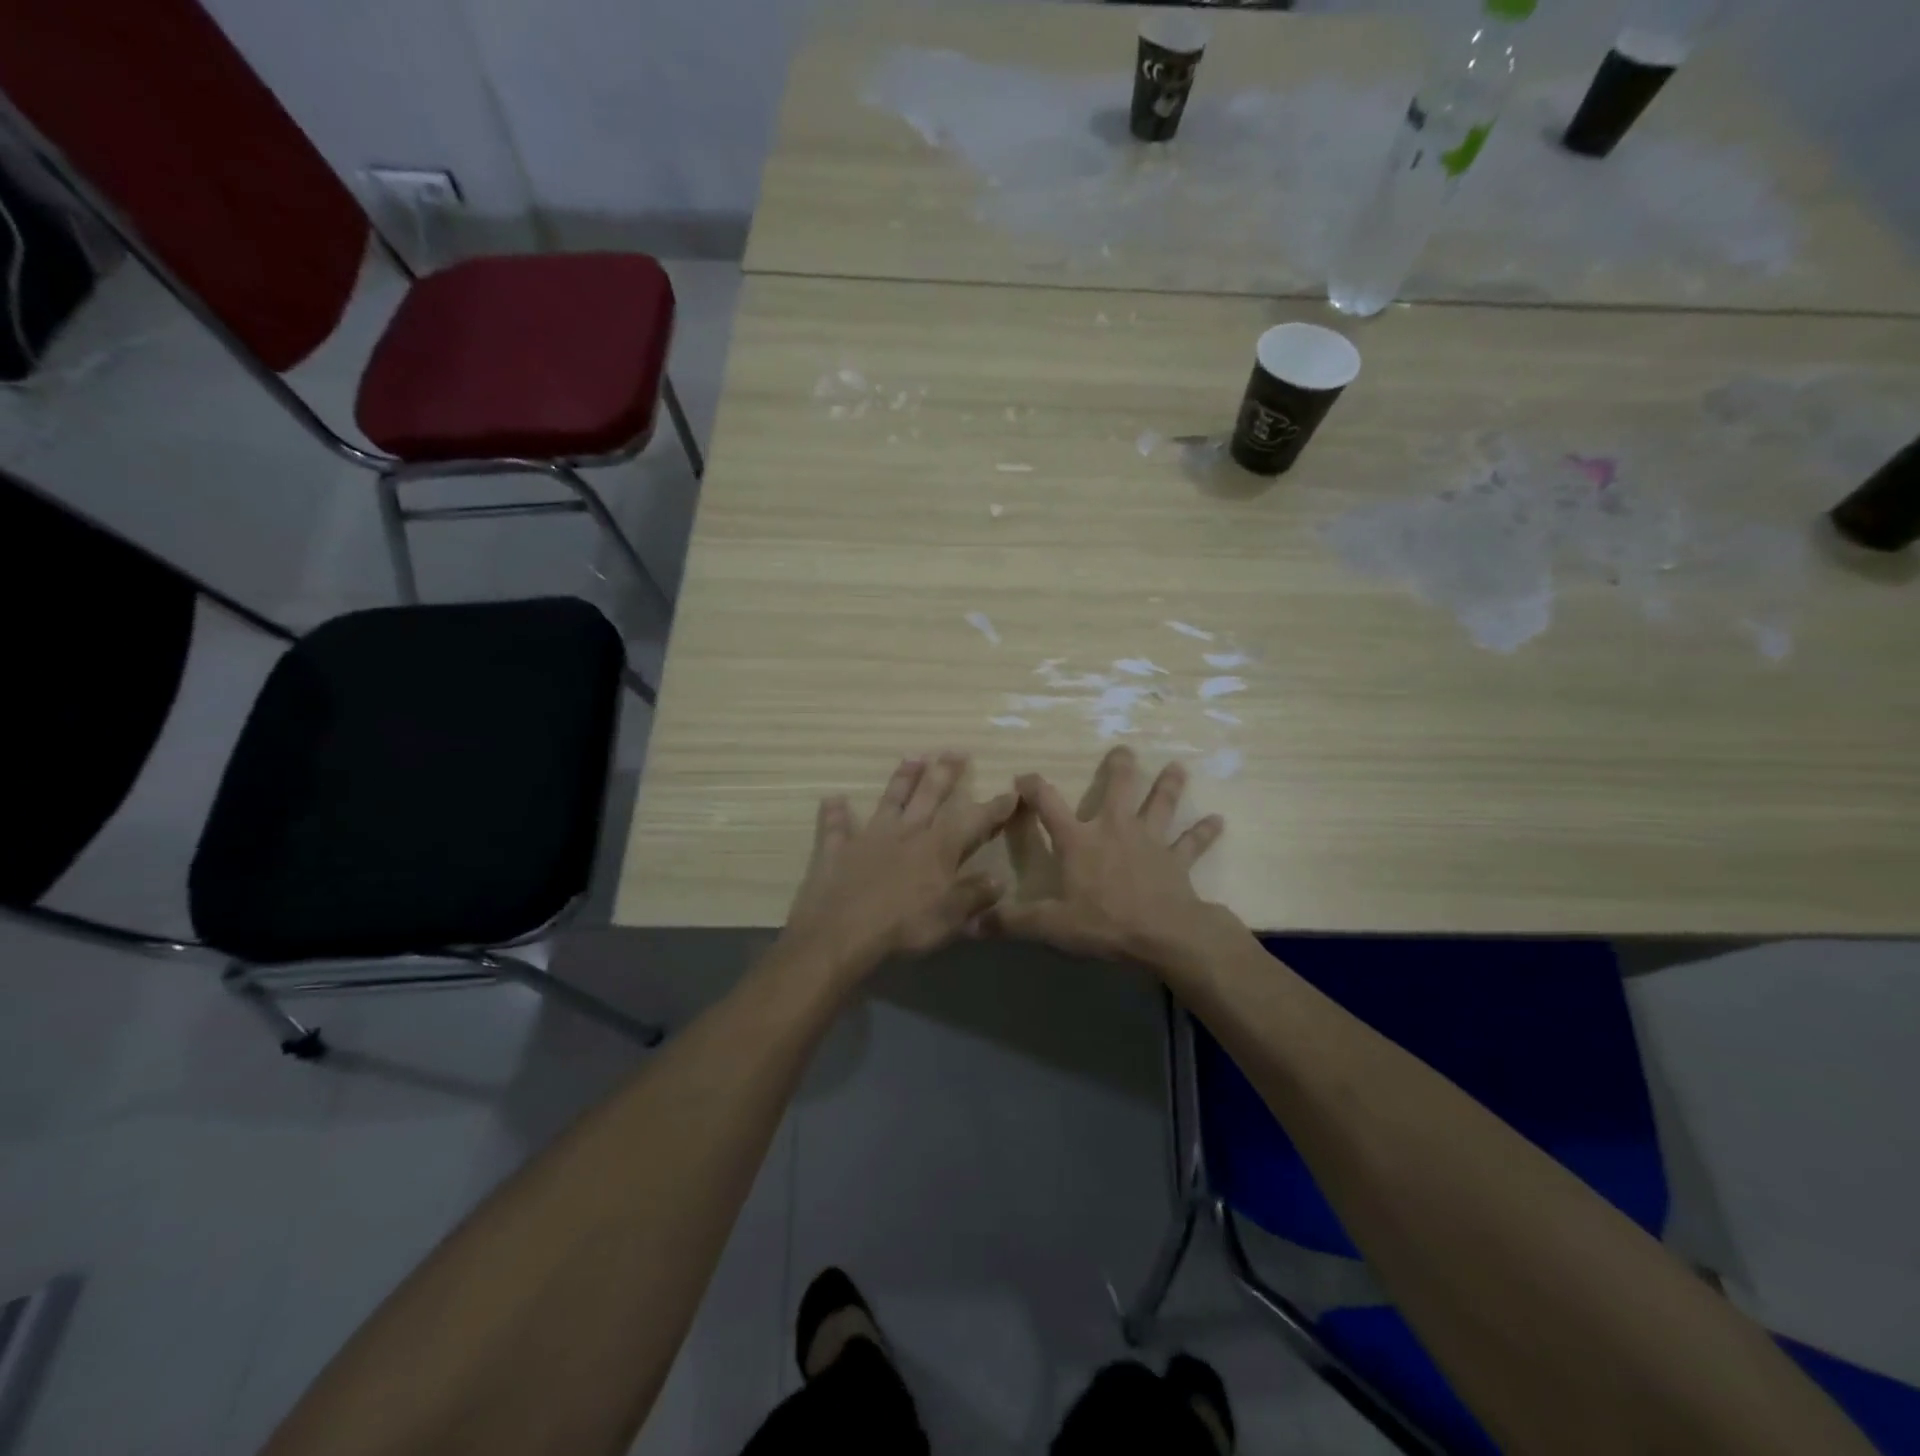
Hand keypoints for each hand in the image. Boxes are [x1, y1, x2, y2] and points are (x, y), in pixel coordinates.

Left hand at [779, 752, 1016, 982]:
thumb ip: (974, 895)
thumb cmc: (903, 927)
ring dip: (901, 779)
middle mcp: (906, 833)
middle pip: (929, 796)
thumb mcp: (949, 918)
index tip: (1012, 791)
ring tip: (912, 758)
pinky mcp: (836, 851)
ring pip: (889, 800)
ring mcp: (869, 838)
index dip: (994, 807)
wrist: (841, 934)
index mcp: (937, 849)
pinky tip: (832, 799)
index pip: (972, 821)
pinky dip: (834, 813)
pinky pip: (835, 828)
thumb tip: (998, 879)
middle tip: (955, 751)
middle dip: (945, 773)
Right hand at [985, 747, 1229, 971]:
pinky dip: (1203, 833)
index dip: (1033, 788)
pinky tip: (1218, 821)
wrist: (1163, 934)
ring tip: (1178, 766)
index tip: (1023, 777)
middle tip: (1123, 749)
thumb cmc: (1104, 923)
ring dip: (1168, 786)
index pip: (1048, 805)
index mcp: (1079, 841)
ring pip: (1159, 805)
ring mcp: (1150, 842)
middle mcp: (1114, 830)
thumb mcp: (1050, 925)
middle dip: (1119, 768)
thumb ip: (1011, 921)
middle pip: (1116, 789)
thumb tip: (970, 924)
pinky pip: (1192, 844)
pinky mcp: (1176, 860)